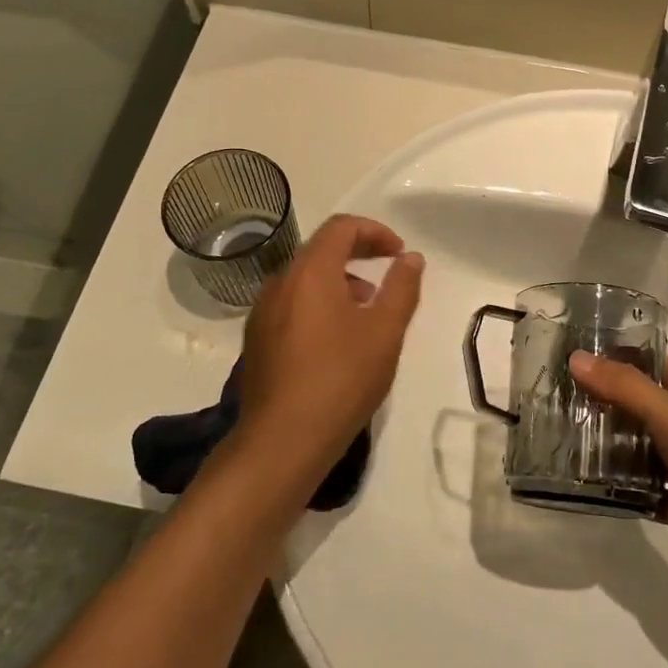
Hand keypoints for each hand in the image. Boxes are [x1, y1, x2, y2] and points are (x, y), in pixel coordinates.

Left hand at [235, 215, 424, 488]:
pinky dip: (318, 303)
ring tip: (367, 310)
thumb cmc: (341, 379)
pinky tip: (336, 339)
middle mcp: (280, 282)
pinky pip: (292, 304)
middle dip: (358, 253)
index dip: (375, 231)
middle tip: (388, 272)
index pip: (341, 227)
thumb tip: (411, 257)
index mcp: (310, 271)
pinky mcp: (257, 339)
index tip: (399, 253)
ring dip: (339, 280)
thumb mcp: (385, 332)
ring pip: (305, 278)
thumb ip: (401, 287)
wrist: (282, 441)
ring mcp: (262, 311)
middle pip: (321, 249)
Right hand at [568, 352, 667, 603]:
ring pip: (645, 454)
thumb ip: (623, 387)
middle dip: (608, 407)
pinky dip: (628, 494)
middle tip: (560, 406)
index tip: (582, 359)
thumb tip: (576, 357)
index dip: (624, 359)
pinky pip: (651, 496)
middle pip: (644, 410)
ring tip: (566, 448)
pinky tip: (595, 492)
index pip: (657, 365)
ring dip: (614, 452)